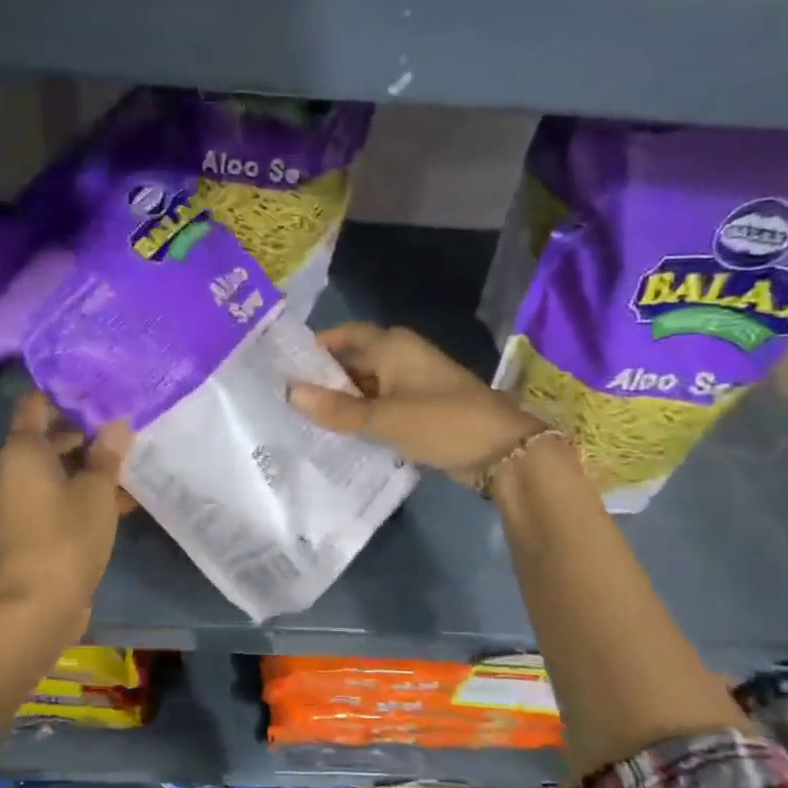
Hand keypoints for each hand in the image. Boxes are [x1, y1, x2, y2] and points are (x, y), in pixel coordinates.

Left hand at [0, 393, 130, 633]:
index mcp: (23, 452)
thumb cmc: (67, 535)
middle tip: (122, 423)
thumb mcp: (96, 490)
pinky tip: (122, 496)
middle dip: (84, 430)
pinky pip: (59, 496)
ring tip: (129, 458)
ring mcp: (22, 501)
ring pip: (57, 469)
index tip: (96, 387)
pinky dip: (84, 491)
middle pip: (47, 437)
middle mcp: (15, 471)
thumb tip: (117, 423)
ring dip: (88, 464)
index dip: (63, 392)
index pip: (35, 404)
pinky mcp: (33, 527)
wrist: (40, 603)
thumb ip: (107, 454)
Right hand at [290, 323, 543, 485]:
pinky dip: (360, 417)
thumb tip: (290, 393)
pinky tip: (337, 435)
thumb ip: (337, 409)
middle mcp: (401, 358)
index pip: (345, 335)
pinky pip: (380, 407)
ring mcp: (412, 385)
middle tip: (286, 398)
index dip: (316, 347)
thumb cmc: (442, 422)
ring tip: (302, 419)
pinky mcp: (419, 411)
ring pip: (366, 387)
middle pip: (353, 362)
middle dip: (323, 379)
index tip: (284, 365)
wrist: (503, 452)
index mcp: (393, 346)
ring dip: (341, 401)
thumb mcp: (384, 418)